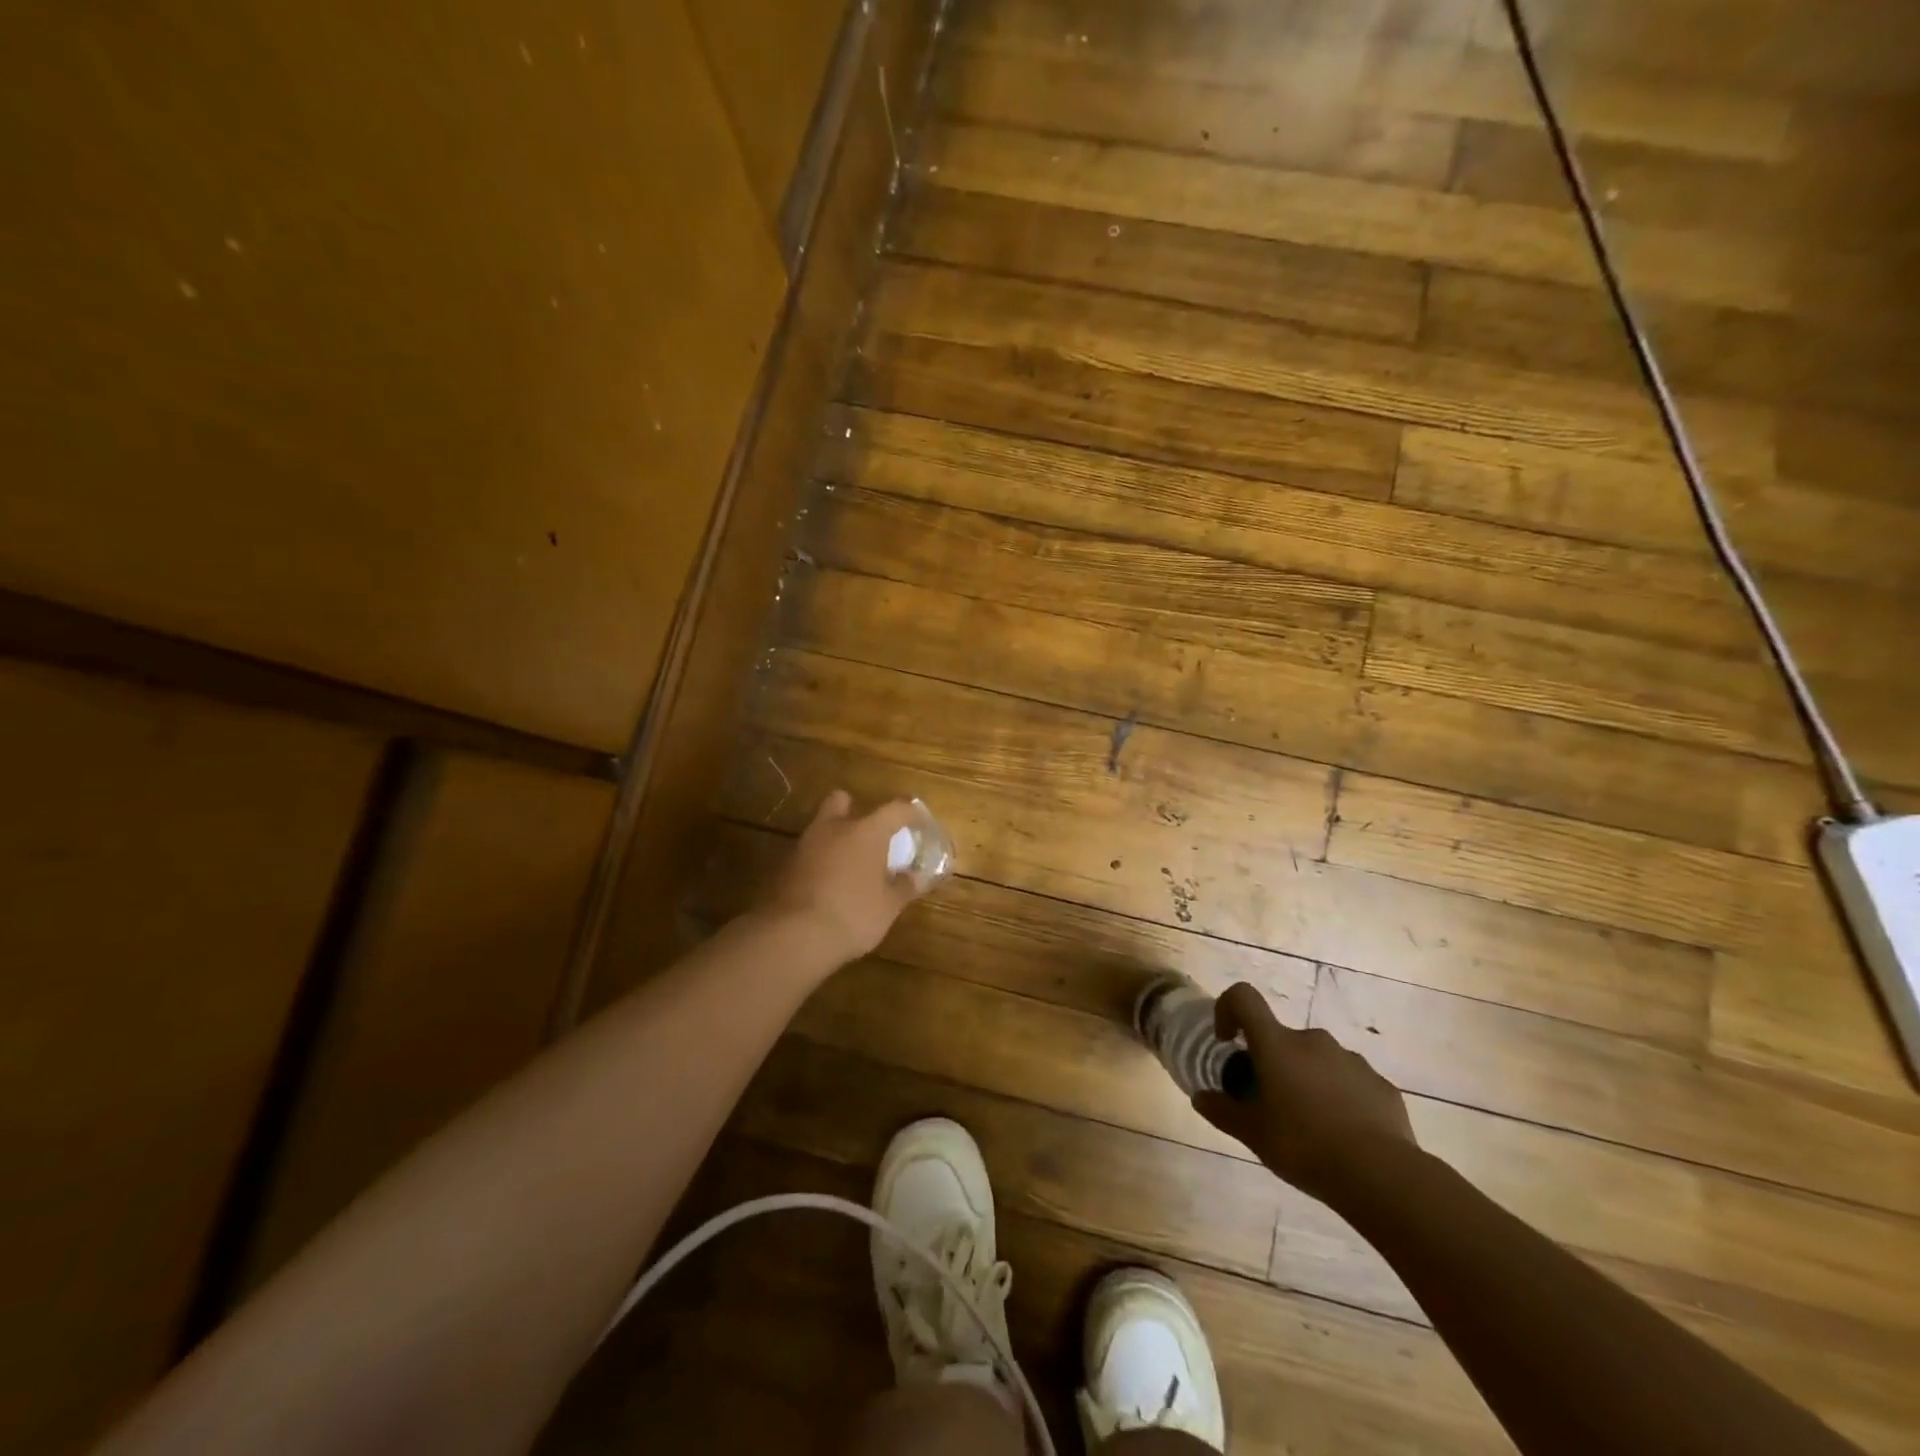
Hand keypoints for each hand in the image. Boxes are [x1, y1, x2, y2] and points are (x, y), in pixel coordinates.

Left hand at [758, 791, 922, 965]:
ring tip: (851, 865)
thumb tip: (916, 878)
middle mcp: (834, 829)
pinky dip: (820, 862)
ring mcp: (805, 846)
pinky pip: (808, 854)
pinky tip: (829, 884)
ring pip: (822, 827)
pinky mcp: (785, 867)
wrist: (793, 936)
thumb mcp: (888, 907)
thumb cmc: (853, 914)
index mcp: (866, 832)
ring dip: (836, 839)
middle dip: (855, 810)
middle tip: (869, 834)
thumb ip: (904, 888)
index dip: (912, 814)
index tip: (920, 825)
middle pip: (842, 800)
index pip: (896, 810)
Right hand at [1193, 983, 1418, 1203]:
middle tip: (1272, 1104)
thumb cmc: (1304, 1146)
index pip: (1244, 998)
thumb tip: (1201, 1097)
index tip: (1228, 1041)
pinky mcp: (1381, 1084)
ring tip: (1311, 1125)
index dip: (1228, 1008)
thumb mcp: (1253, 1134)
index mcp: (1277, 1045)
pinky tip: (1345, 1135)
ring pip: (1317, 1060)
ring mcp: (1351, 1060)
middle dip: (1273, 1063)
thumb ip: (1222, 1111)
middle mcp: (1313, 1041)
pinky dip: (1341, 1098)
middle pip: (1282, 1039)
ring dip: (1308, 1080)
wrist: (1382, 1176)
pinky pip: (1350, 1082)